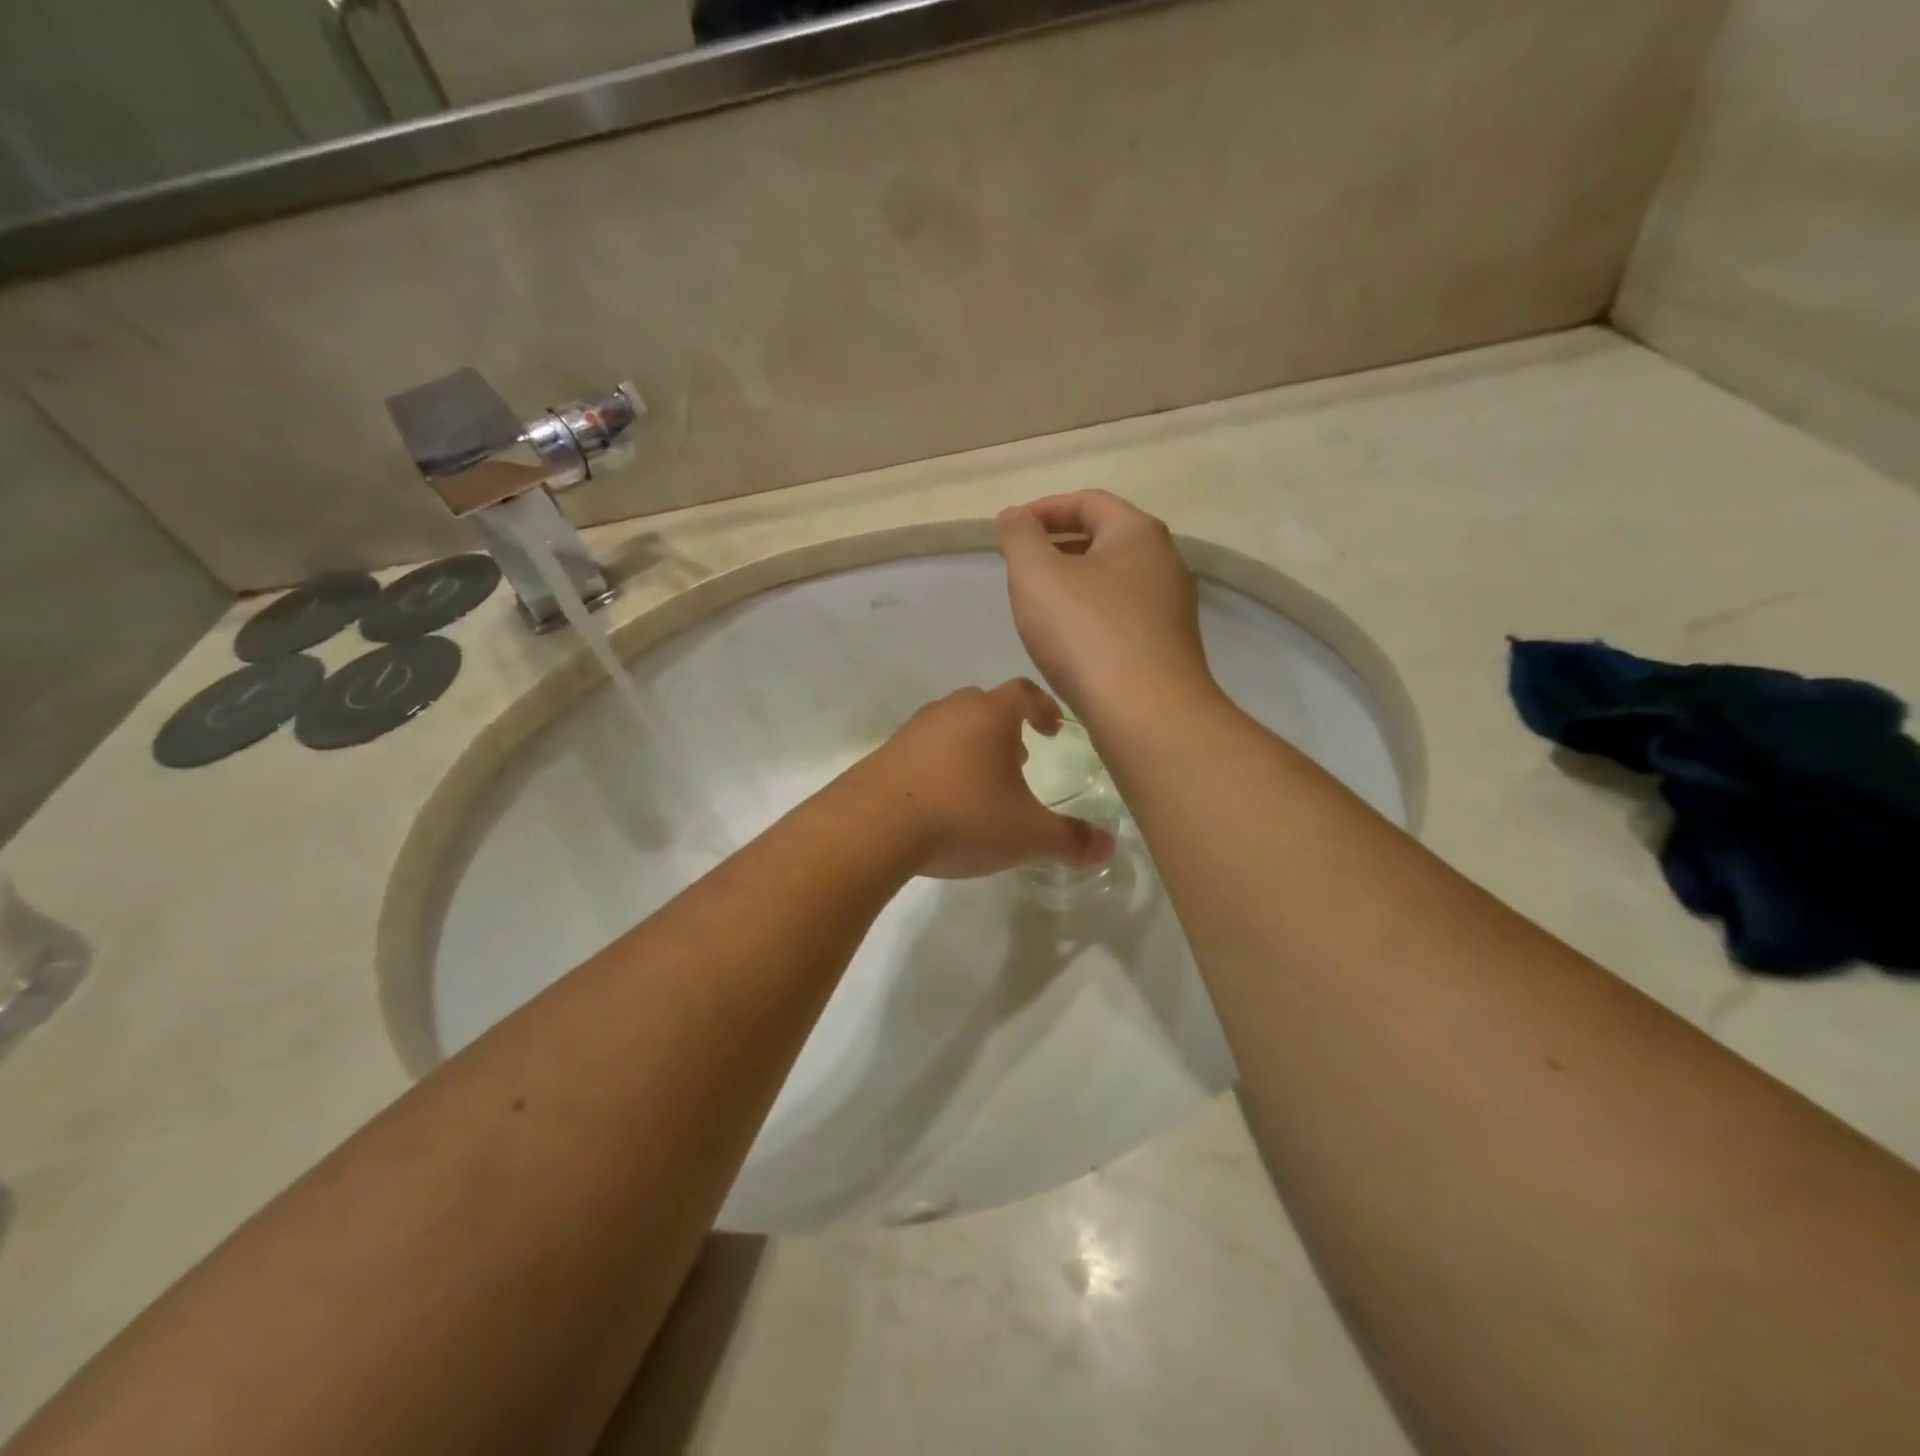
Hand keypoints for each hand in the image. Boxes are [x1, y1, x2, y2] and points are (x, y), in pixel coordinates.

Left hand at [851, 680, 1116, 879]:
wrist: (873, 827)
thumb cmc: (963, 817)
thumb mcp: (1027, 836)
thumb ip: (1071, 841)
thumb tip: (1109, 847)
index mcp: (989, 715)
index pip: (1024, 693)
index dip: (1044, 707)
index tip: (1053, 728)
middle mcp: (950, 711)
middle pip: (985, 706)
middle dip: (1007, 729)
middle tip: (1020, 759)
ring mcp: (913, 730)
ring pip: (952, 726)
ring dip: (972, 746)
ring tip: (982, 783)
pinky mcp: (885, 753)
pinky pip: (923, 749)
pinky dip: (941, 764)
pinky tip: (942, 800)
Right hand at [995, 491, 1214, 719]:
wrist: (1147, 713)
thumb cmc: (1086, 633)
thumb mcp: (1036, 575)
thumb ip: (1019, 538)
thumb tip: (1015, 516)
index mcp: (1138, 533)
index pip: (1088, 502)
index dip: (1044, 508)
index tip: (1011, 529)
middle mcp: (1165, 562)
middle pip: (1105, 539)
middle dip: (1059, 547)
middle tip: (1022, 567)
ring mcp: (1171, 608)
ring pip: (1113, 582)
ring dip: (1075, 585)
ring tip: (1040, 606)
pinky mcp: (1168, 647)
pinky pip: (1122, 617)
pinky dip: (1091, 616)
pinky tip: (1069, 642)